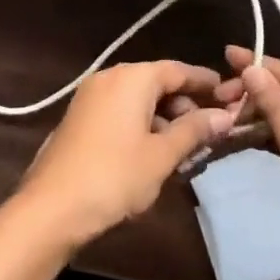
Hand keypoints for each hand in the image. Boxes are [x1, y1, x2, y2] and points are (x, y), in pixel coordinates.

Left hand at [16, 60, 240, 250]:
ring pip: (139, 101)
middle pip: (158, 84)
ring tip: (185, 152)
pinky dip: (142, 126)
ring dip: (164, 121)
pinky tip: (154, 155)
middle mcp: (111, 77)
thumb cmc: (114, 176)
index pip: (178, 70)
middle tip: (209, 134)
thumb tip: (225, 115)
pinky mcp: (80, 119)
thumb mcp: (161, 155)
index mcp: (132, 77)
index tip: (229, 94)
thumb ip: (194, 131)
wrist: (50, 209)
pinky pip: (121, 112)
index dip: (204, 82)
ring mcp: (91, 97)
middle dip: (185, 107)